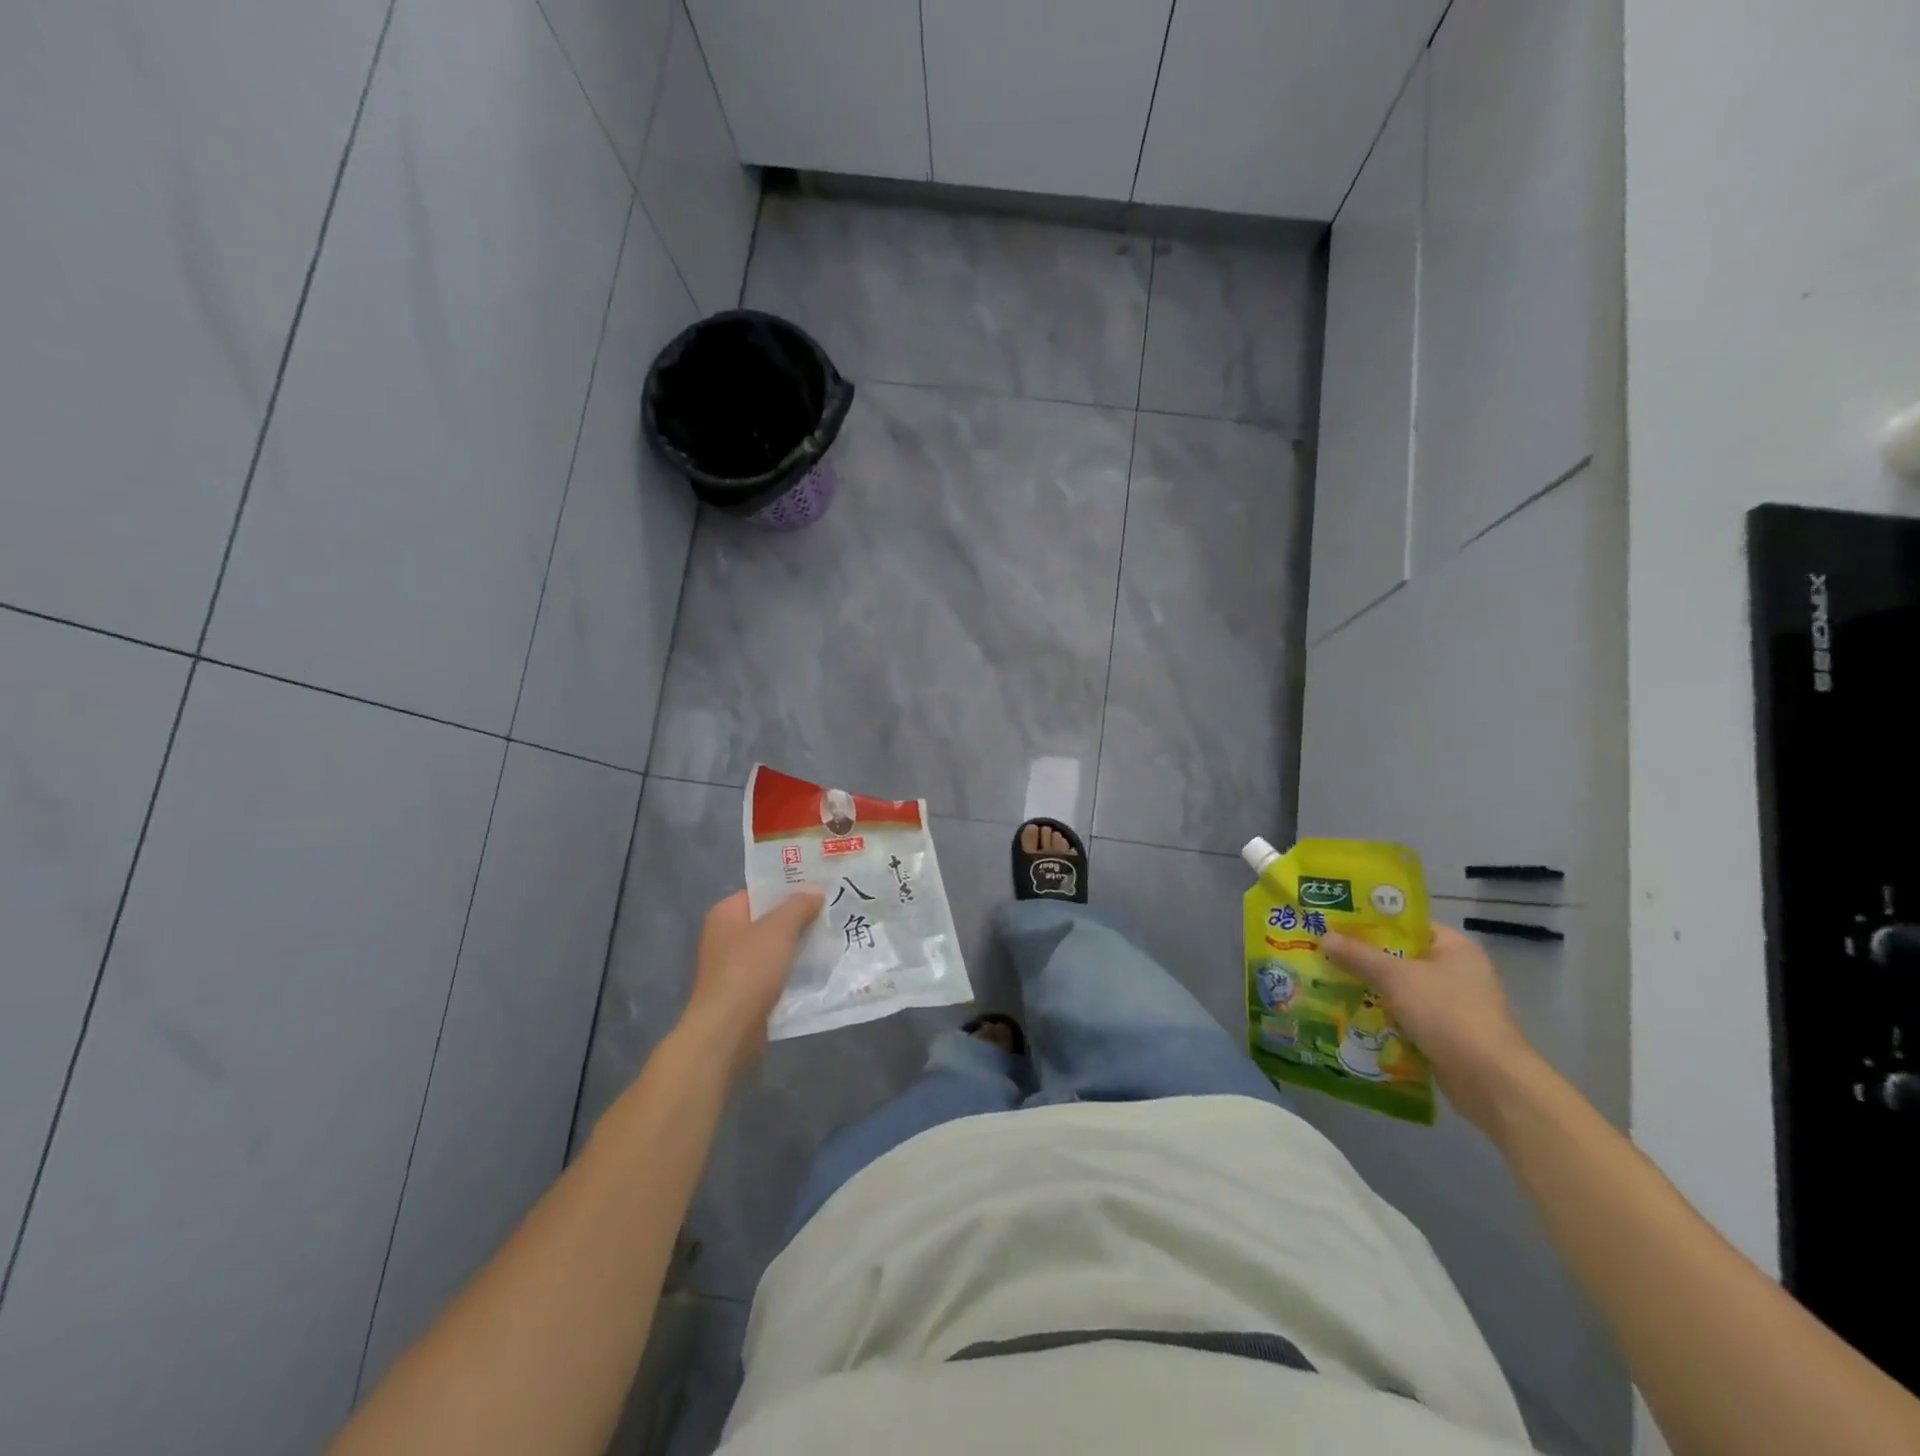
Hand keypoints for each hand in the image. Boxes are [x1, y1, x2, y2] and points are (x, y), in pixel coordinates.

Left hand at [679, 889, 824, 1078]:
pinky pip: (774, 973)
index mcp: (726, 914)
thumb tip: (815, 891)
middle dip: (799, 919)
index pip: (761, 892)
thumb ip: (799, 905)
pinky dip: (792, 971)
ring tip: (831, 940)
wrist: (728, 1030)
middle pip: (768, 920)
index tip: (821, 889)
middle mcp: (725, 937)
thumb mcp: (779, 929)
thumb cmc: (749, 970)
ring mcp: (732, 967)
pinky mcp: (744, 993)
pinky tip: (818, 971)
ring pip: (773, 949)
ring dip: (798, 947)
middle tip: (832, 913)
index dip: (790, 888)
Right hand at [1322, 923, 1545, 1133]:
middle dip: (1363, 958)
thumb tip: (1324, 936)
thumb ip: (1359, 956)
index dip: (1371, 922)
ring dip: (1369, 989)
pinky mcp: (1444, 1034)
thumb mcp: (1396, 977)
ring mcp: (1452, 1005)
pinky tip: (1348, 1014)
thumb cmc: (1447, 1013)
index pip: (1406, 925)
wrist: (1489, 1081)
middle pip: (1399, 957)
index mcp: (1454, 947)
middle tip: (1323, 952)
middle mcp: (1456, 971)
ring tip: (1327, 981)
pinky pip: (1404, 1016)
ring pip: (1399, 989)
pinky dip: (1381, 1015)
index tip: (1336, 923)